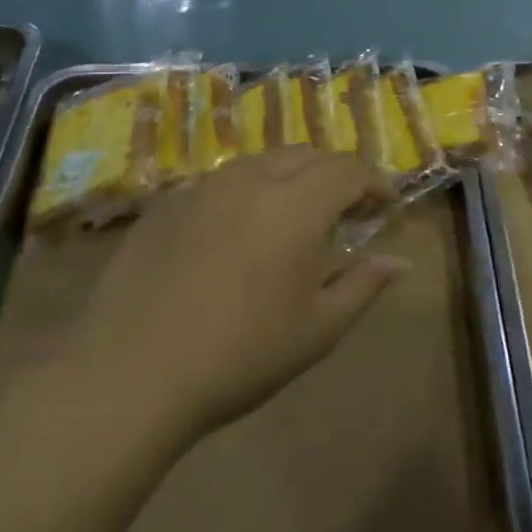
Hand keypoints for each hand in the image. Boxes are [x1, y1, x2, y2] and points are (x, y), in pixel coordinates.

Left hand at [65, 149, 405, 438]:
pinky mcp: (165, 204)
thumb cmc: (242, 355)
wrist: (130, 376)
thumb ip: (365, 285)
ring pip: (261, 162)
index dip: (375, 183)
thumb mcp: (319, 329)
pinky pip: (219, 182)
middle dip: (335, 175)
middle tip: (345, 212)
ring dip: (290, 178)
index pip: (350, 170)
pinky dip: (245, 192)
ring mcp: (203, 187)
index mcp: (298, 204)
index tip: (386, 206)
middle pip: (307, 155)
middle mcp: (253, 180)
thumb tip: (401, 262)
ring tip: (293, 217)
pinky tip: (236, 232)